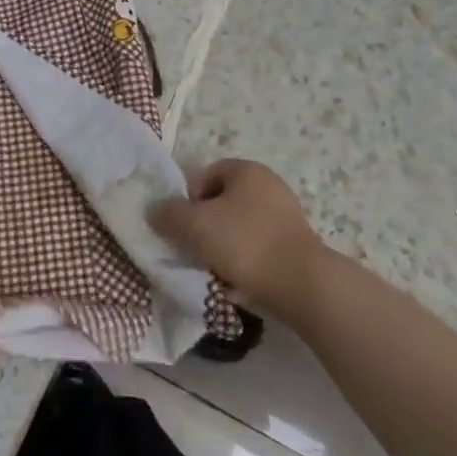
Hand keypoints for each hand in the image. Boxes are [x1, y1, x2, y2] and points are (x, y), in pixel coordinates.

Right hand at [147, 159, 328, 317]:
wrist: (302, 285)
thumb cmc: (244, 243)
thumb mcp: (195, 225)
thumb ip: (169, 215)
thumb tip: (154, 212)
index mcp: (247, 170)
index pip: (205, 174)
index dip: (188, 198)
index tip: (183, 226)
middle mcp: (269, 185)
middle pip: (222, 202)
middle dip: (204, 225)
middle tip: (194, 248)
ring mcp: (286, 215)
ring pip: (238, 227)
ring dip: (223, 246)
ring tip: (214, 270)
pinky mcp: (295, 245)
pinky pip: (258, 248)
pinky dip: (244, 261)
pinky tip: (237, 283)